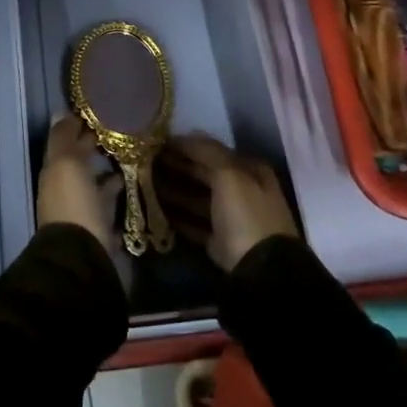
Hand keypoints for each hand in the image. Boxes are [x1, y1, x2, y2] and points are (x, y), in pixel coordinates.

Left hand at [37, 113, 120, 258]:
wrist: (83, 256)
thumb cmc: (74, 202)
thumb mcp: (66, 163)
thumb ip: (64, 138)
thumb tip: (61, 112)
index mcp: (54, 170)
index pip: (65, 140)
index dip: (79, 124)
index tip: (102, 109)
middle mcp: (66, 187)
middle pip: (80, 160)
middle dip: (95, 144)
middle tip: (122, 127)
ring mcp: (83, 207)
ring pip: (95, 180)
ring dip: (108, 168)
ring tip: (131, 151)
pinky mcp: (100, 226)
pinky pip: (109, 201)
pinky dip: (117, 190)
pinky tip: (133, 180)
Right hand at [155, 134, 298, 272]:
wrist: (261, 272)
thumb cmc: (246, 215)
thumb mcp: (228, 175)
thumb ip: (206, 152)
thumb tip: (185, 134)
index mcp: (250, 171)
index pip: (213, 152)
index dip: (187, 146)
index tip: (159, 143)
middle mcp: (243, 191)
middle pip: (205, 174)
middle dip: (178, 168)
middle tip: (146, 162)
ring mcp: (232, 219)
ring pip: (198, 199)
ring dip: (175, 191)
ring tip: (146, 184)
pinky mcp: (221, 244)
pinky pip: (196, 224)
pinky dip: (179, 218)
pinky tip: (158, 211)